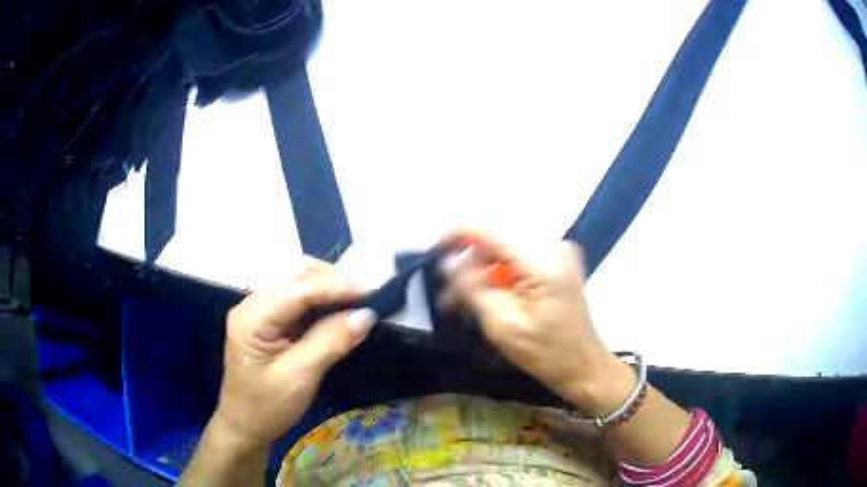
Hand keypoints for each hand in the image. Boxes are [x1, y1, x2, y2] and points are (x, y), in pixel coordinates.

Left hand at [211, 257, 377, 448]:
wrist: (245, 426)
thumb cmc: (267, 407)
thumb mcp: (299, 377)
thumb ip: (330, 342)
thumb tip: (365, 315)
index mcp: (251, 318)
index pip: (297, 289)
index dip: (335, 286)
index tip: (371, 292)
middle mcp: (252, 304)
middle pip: (296, 277)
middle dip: (334, 282)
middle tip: (368, 299)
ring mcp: (260, 310)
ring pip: (299, 283)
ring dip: (330, 288)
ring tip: (358, 302)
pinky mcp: (270, 320)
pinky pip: (299, 299)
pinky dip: (323, 301)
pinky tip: (340, 310)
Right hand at [440, 229, 630, 413]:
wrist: (583, 365)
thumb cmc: (545, 353)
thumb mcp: (501, 325)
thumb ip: (472, 287)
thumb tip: (448, 261)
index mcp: (542, 260)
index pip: (488, 229)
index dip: (456, 235)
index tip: (433, 253)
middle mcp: (552, 244)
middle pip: (496, 237)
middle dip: (468, 261)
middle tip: (448, 295)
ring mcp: (558, 251)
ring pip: (504, 247)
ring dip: (481, 270)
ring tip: (462, 301)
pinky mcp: (558, 261)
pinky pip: (518, 256)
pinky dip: (499, 273)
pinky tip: (487, 295)